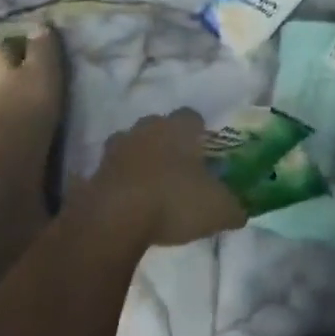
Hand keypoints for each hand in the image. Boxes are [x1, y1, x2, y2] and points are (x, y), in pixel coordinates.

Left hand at [81, 109, 246, 248]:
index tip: (206, 151)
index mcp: (178, 129)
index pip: (192, 116)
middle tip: (178, 168)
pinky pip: (109, 174)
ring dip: (139, 160)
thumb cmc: (173, 201)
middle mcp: (146, 130)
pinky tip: (126, 203)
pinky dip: (117, 184)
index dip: (200, 132)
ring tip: (150, 186)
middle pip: (158, 126)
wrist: (113, 219)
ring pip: (130, 145)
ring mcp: (115, 150)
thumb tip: (242, 210)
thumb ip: (234, 207)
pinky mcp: (93, 174)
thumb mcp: (218, 209)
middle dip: (167, 142)